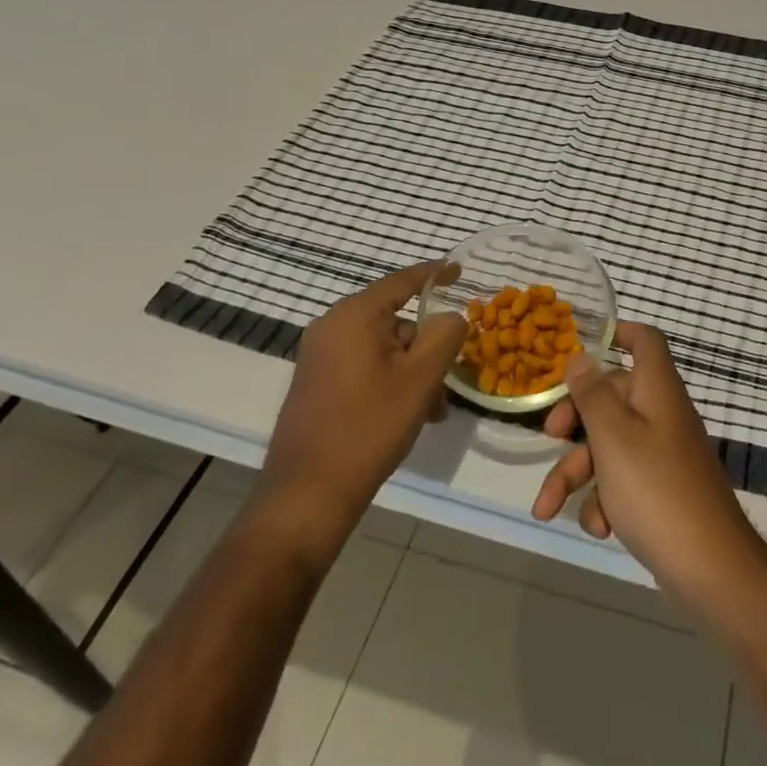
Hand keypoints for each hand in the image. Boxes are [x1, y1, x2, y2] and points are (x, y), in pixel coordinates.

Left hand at [256, 262, 465, 543]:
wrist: (307, 495)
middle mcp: (331, 328)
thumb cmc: (368, 427)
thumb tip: (449, 318)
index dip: (434, 274)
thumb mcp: (421, 378)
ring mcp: (320, 357)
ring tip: (431, 412)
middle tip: (448, 381)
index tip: (459, 270)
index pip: (403, 281)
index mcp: (353, 316)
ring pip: (384, 349)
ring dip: (413, 372)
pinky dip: (391, 382)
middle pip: (396, 321)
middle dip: (427, 348)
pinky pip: (366, 367)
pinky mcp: (318, 384)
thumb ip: (445, 335)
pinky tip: (407, 417)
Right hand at [532, 322, 764, 606]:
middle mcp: (662, 414)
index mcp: (657, 389)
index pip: (645, 341)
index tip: (582, 346)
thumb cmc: (656, 489)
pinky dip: (604, 501)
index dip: (618, 333)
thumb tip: (580, 355)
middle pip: (613, 398)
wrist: (710, 567)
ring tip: (547, 509)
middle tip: (548, 438)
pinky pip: (623, 480)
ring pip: (610, 446)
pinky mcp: (661, 490)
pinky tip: (599, 528)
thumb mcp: (613, 438)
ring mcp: (663, 453)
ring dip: (577, 474)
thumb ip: (592, 395)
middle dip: (575, 422)